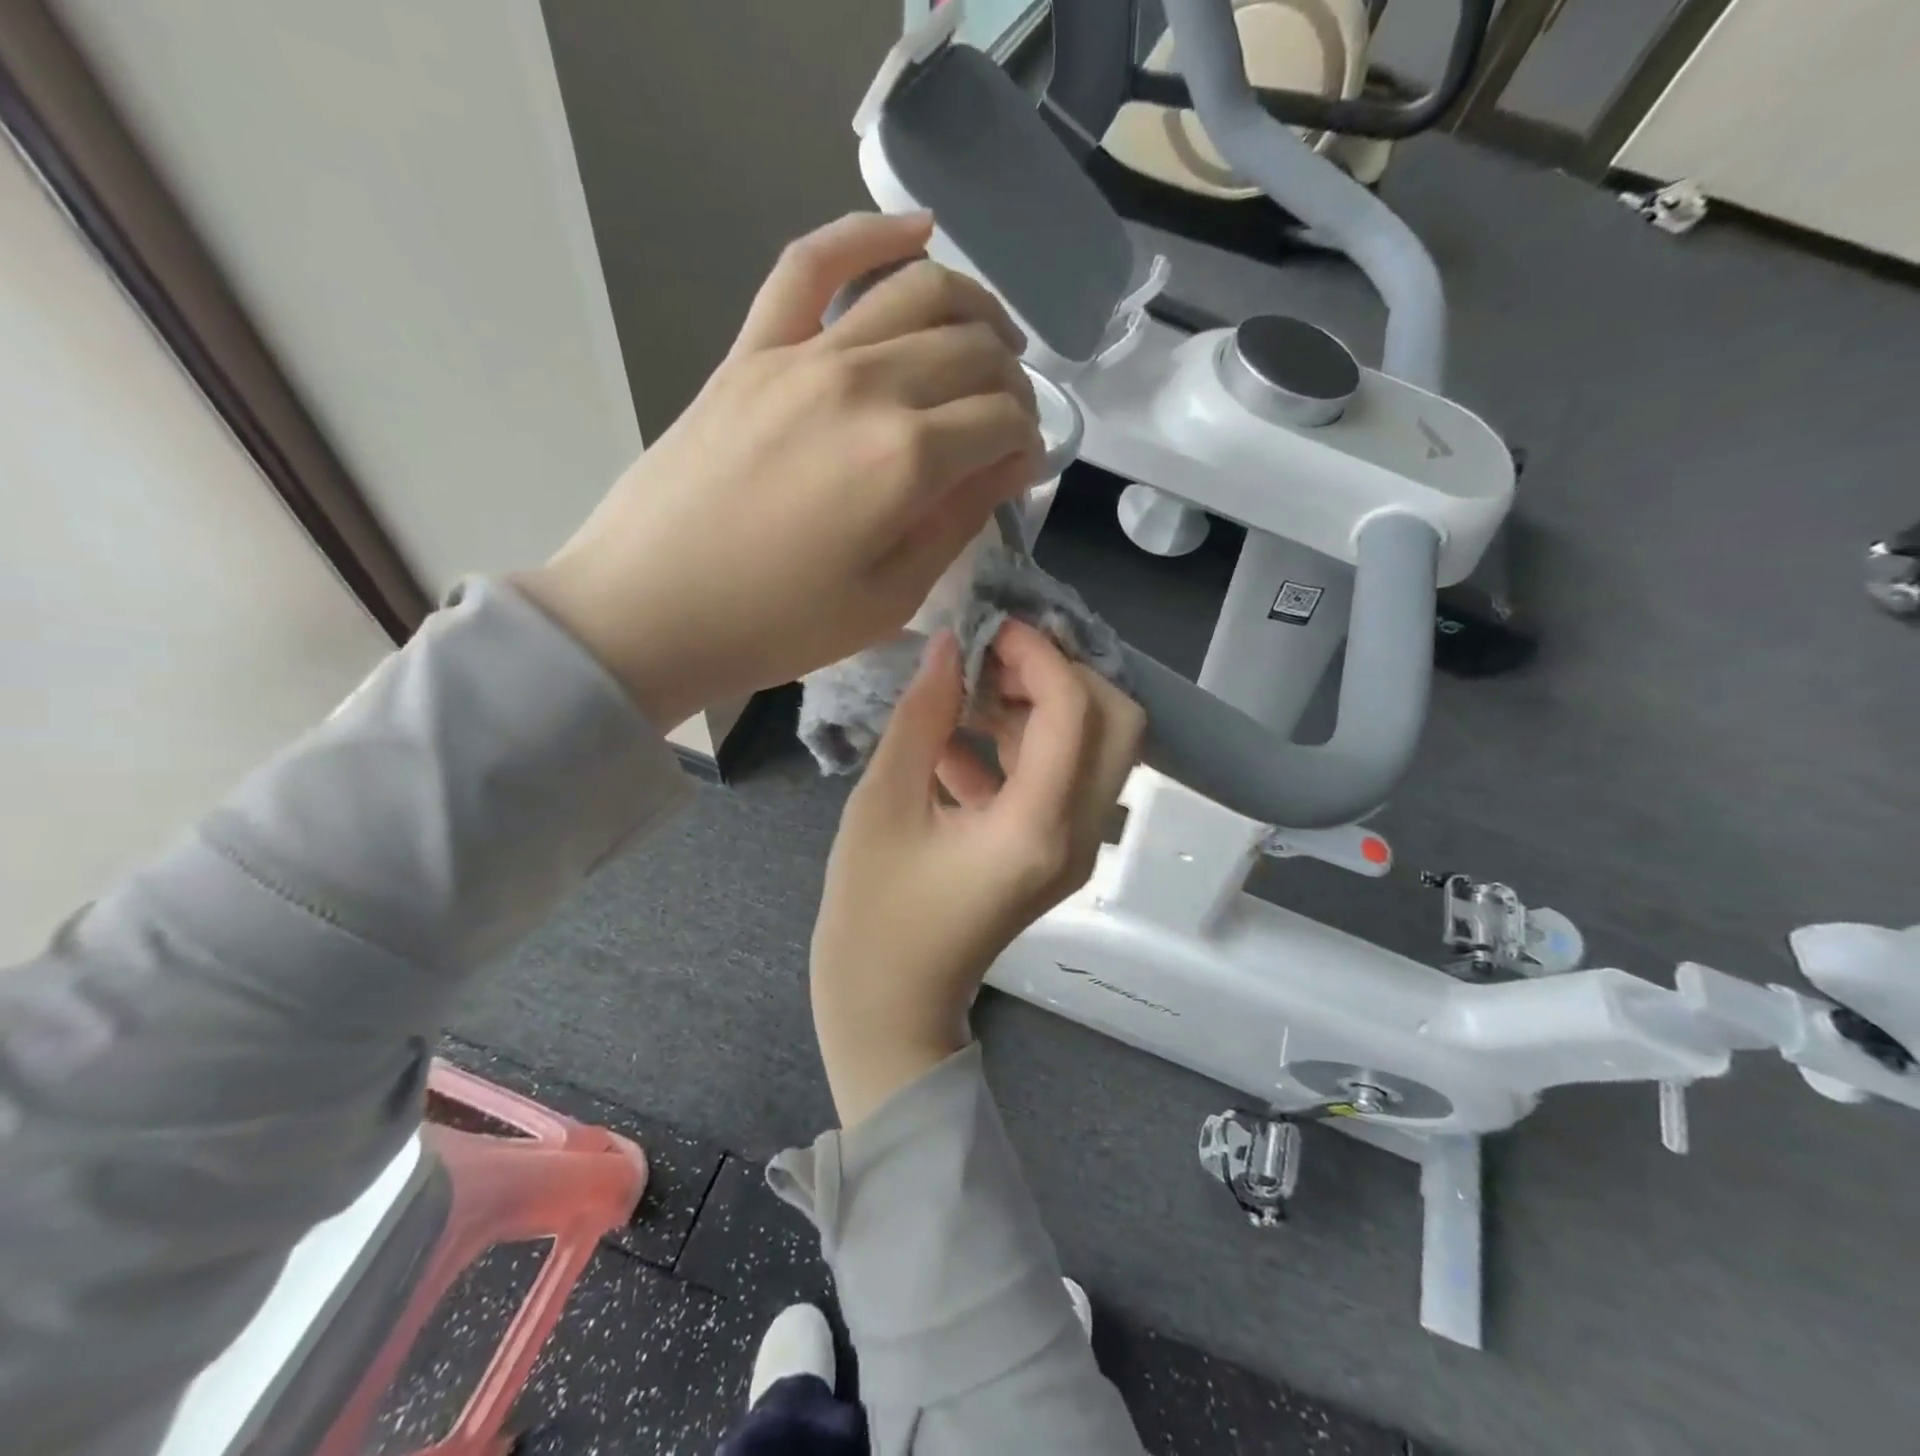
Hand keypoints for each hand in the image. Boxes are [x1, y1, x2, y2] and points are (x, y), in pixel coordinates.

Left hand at [518, 212, 1042, 729]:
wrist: (648, 611)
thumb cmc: (777, 627)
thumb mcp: (890, 599)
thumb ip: (958, 521)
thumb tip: (1008, 464)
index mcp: (906, 459)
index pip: (1002, 419)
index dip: (1028, 441)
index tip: (1023, 468)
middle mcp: (867, 384)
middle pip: (972, 349)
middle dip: (1011, 382)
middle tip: (1007, 420)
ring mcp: (804, 354)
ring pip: (917, 291)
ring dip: (974, 308)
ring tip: (990, 340)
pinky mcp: (752, 348)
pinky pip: (813, 262)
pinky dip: (869, 233)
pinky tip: (916, 231)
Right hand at [810, 622, 1143, 1125]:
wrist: (891, 1007)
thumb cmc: (873, 914)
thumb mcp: (884, 804)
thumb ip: (923, 716)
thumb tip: (950, 644)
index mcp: (1037, 827)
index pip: (1074, 710)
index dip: (1038, 654)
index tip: (990, 628)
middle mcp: (1079, 834)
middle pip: (1116, 723)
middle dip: (1063, 675)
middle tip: (994, 660)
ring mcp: (1076, 847)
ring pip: (1096, 748)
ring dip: (1041, 708)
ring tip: (967, 694)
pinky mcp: (1056, 852)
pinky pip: (1062, 778)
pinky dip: (1023, 747)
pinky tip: (955, 745)